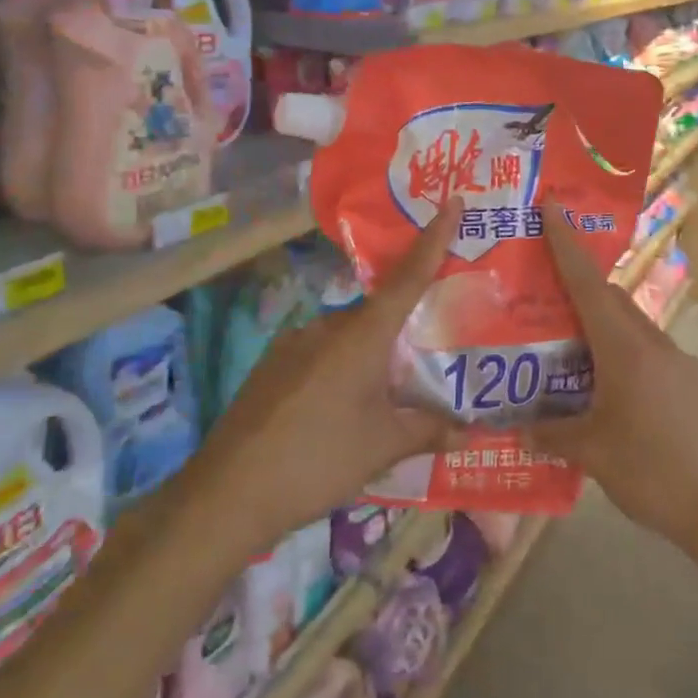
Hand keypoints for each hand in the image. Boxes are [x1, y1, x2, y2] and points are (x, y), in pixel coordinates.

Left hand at [187, 201, 459, 542]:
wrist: (226, 495)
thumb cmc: (318, 460)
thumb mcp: (383, 447)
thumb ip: (429, 431)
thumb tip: (471, 433)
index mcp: (362, 335)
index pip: (409, 276)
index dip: (434, 239)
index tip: (452, 201)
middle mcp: (327, 326)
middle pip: (379, 312)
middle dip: (405, 326)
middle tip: (430, 349)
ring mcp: (293, 343)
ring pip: (348, 336)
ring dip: (371, 354)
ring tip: (386, 394)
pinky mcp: (272, 366)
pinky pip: (321, 353)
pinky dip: (342, 368)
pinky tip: (342, 408)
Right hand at [528, 202, 697, 549]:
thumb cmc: (652, 469)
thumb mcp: (592, 453)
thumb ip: (552, 435)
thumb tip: (517, 431)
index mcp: (626, 348)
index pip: (589, 284)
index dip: (567, 245)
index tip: (552, 207)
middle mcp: (654, 343)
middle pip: (612, 301)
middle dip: (580, 291)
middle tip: (545, 299)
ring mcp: (680, 364)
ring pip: (633, 329)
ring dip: (603, 330)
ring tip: (572, 355)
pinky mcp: (693, 386)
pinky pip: (651, 356)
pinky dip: (625, 358)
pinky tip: (612, 395)